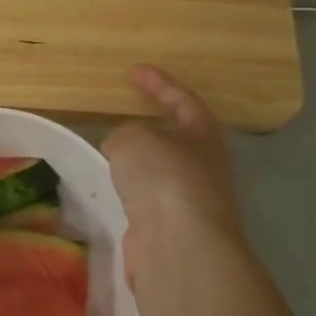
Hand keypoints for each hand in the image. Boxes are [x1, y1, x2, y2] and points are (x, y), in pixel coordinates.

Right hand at [103, 66, 246, 287]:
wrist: (178, 243)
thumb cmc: (163, 177)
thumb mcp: (134, 139)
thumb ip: (124, 136)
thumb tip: (122, 149)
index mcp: (203, 135)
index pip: (183, 100)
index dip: (158, 84)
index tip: (134, 72)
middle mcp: (204, 167)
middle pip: (178, 140)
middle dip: (153, 129)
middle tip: (124, 120)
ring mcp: (191, 201)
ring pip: (162, 174)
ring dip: (140, 165)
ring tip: (111, 158)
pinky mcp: (172, 229)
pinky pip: (148, 202)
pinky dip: (131, 194)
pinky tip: (112, 193)